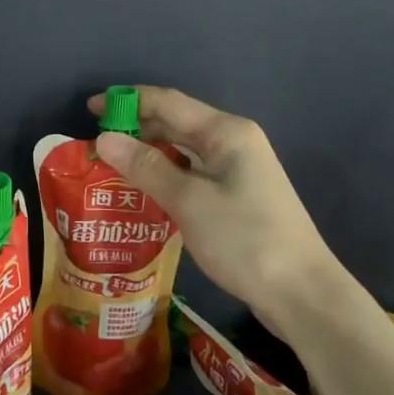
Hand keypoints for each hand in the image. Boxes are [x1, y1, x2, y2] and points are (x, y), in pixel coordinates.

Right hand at [89, 86, 336, 340]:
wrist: (303, 294)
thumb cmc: (244, 239)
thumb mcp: (188, 201)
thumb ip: (145, 167)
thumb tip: (103, 138)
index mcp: (225, 132)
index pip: (168, 102)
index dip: (127, 100)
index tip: (90, 108)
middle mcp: (233, 141)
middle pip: (176, 121)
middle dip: (136, 126)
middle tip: (96, 142)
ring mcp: (239, 169)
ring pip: (184, 148)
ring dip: (149, 151)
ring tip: (112, 164)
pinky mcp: (238, 195)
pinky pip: (193, 171)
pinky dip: (166, 173)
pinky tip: (145, 189)